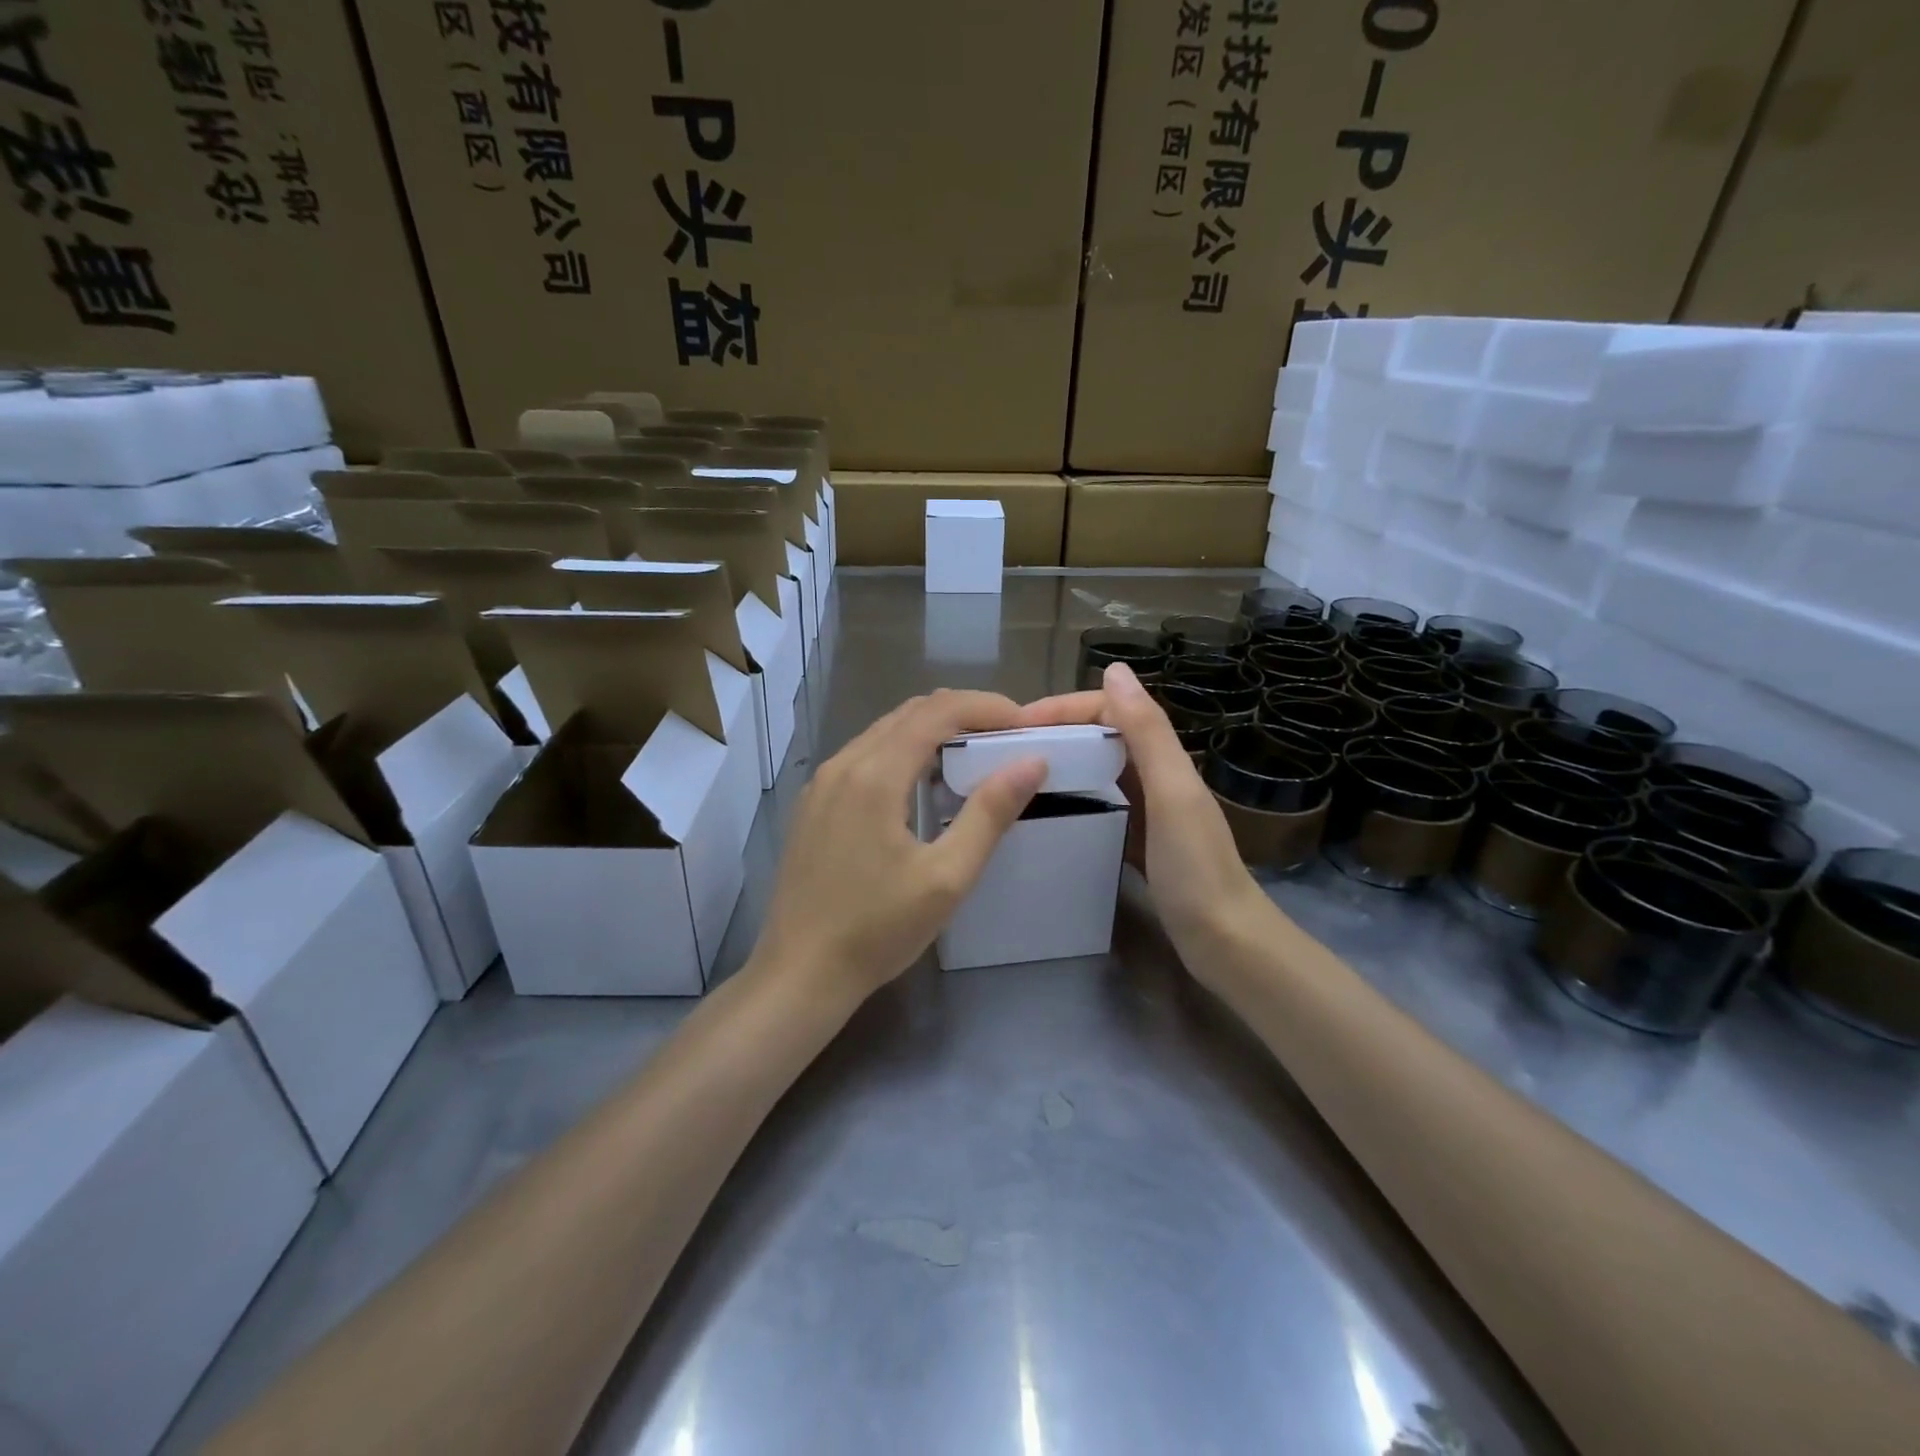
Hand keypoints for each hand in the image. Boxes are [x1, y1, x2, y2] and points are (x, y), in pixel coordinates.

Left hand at [753, 689, 1047, 1002]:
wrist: (799, 973)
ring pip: (884, 731)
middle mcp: (843, 764)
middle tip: (1006, 736)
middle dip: (963, 713)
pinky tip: (923, 784)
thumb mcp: (947, 878)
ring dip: (932, 731)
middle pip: (911, 712)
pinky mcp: (813, 804)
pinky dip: (903, 751)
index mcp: (875, 774)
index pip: (939, 711)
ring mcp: (822, 783)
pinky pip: (865, 755)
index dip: (986, 706)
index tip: (1025, 723)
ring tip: (974, 755)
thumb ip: (990, 814)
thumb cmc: (877, 930)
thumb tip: (1031, 762)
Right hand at [1021, 663, 1265, 963]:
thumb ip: (1147, 733)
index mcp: (1163, 758)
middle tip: (1006, 750)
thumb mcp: (1172, 794)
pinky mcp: (1138, 838)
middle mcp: (1155, 774)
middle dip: (1056, 731)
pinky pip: (1100, 802)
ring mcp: (1147, 808)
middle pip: (1100, 736)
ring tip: (1016, 774)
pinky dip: (1073, 795)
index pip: (1108, 710)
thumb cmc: (1196, 869)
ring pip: (1098, 768)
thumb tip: (1116, 669)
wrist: (1225, 942)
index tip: (1016, 725)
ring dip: (1062, 760)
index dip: (1064, 708)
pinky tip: (1047, 810)